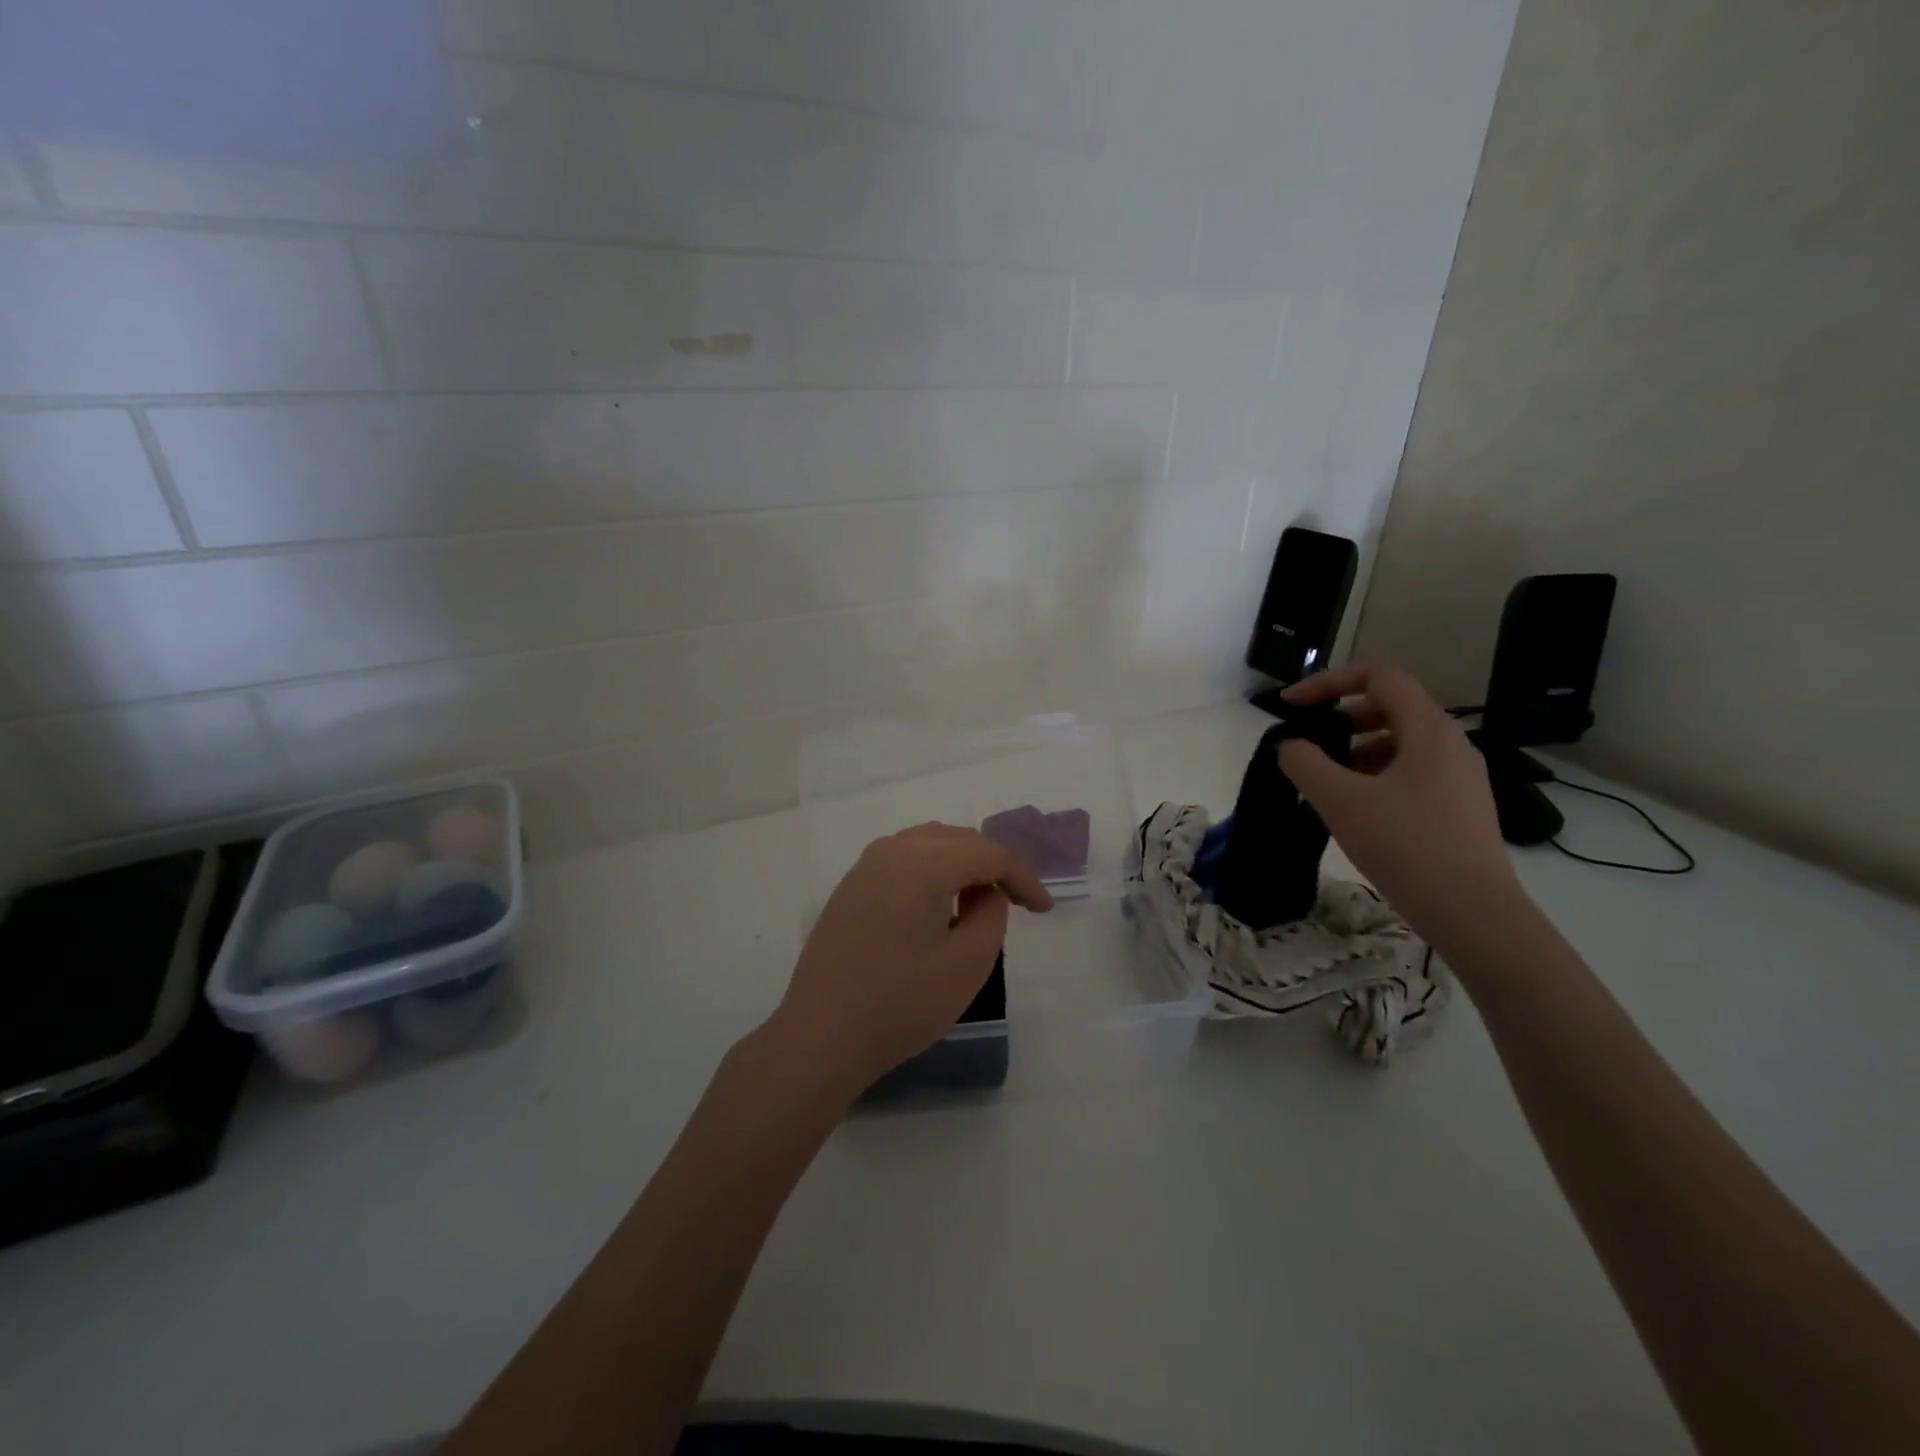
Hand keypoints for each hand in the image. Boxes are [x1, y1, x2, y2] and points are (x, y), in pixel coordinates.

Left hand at [762, 823, 1053, 1100]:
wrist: (820, 1036)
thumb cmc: (900, 1004)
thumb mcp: (967, 964)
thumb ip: (992, 914)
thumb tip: (988, 891)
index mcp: (922, 863)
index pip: (987, 854)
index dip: (1023, 878)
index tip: (1044, 911)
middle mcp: (892, 850)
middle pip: (958, 839)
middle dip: (994, 865)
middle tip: (1018, 902)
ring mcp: (865, 866)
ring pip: (929, 844)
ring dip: (962, 864)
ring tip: (983, 900)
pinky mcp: (851, 886)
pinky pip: (904, 859)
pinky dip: (932, 871)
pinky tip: (940, 905)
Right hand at [1277, 663, 1524, 947]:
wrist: (1473, 913)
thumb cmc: (1405, 845)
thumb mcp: (1340, 800)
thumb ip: (1304, 763)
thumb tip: (1291, 746)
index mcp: (1429, 730)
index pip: (1378, 677)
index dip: (1329, 682)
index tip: (1293, 706)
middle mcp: (1451, 744)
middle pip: (1390, 707)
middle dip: (1341, 717)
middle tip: (1308, 743)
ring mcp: (1460, 777)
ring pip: (1400, 743)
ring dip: (1355, 749)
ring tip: (1325, 781)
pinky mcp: (1459, 807)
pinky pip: (1411, 772)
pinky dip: (1375, 775)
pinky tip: (1355, 809)